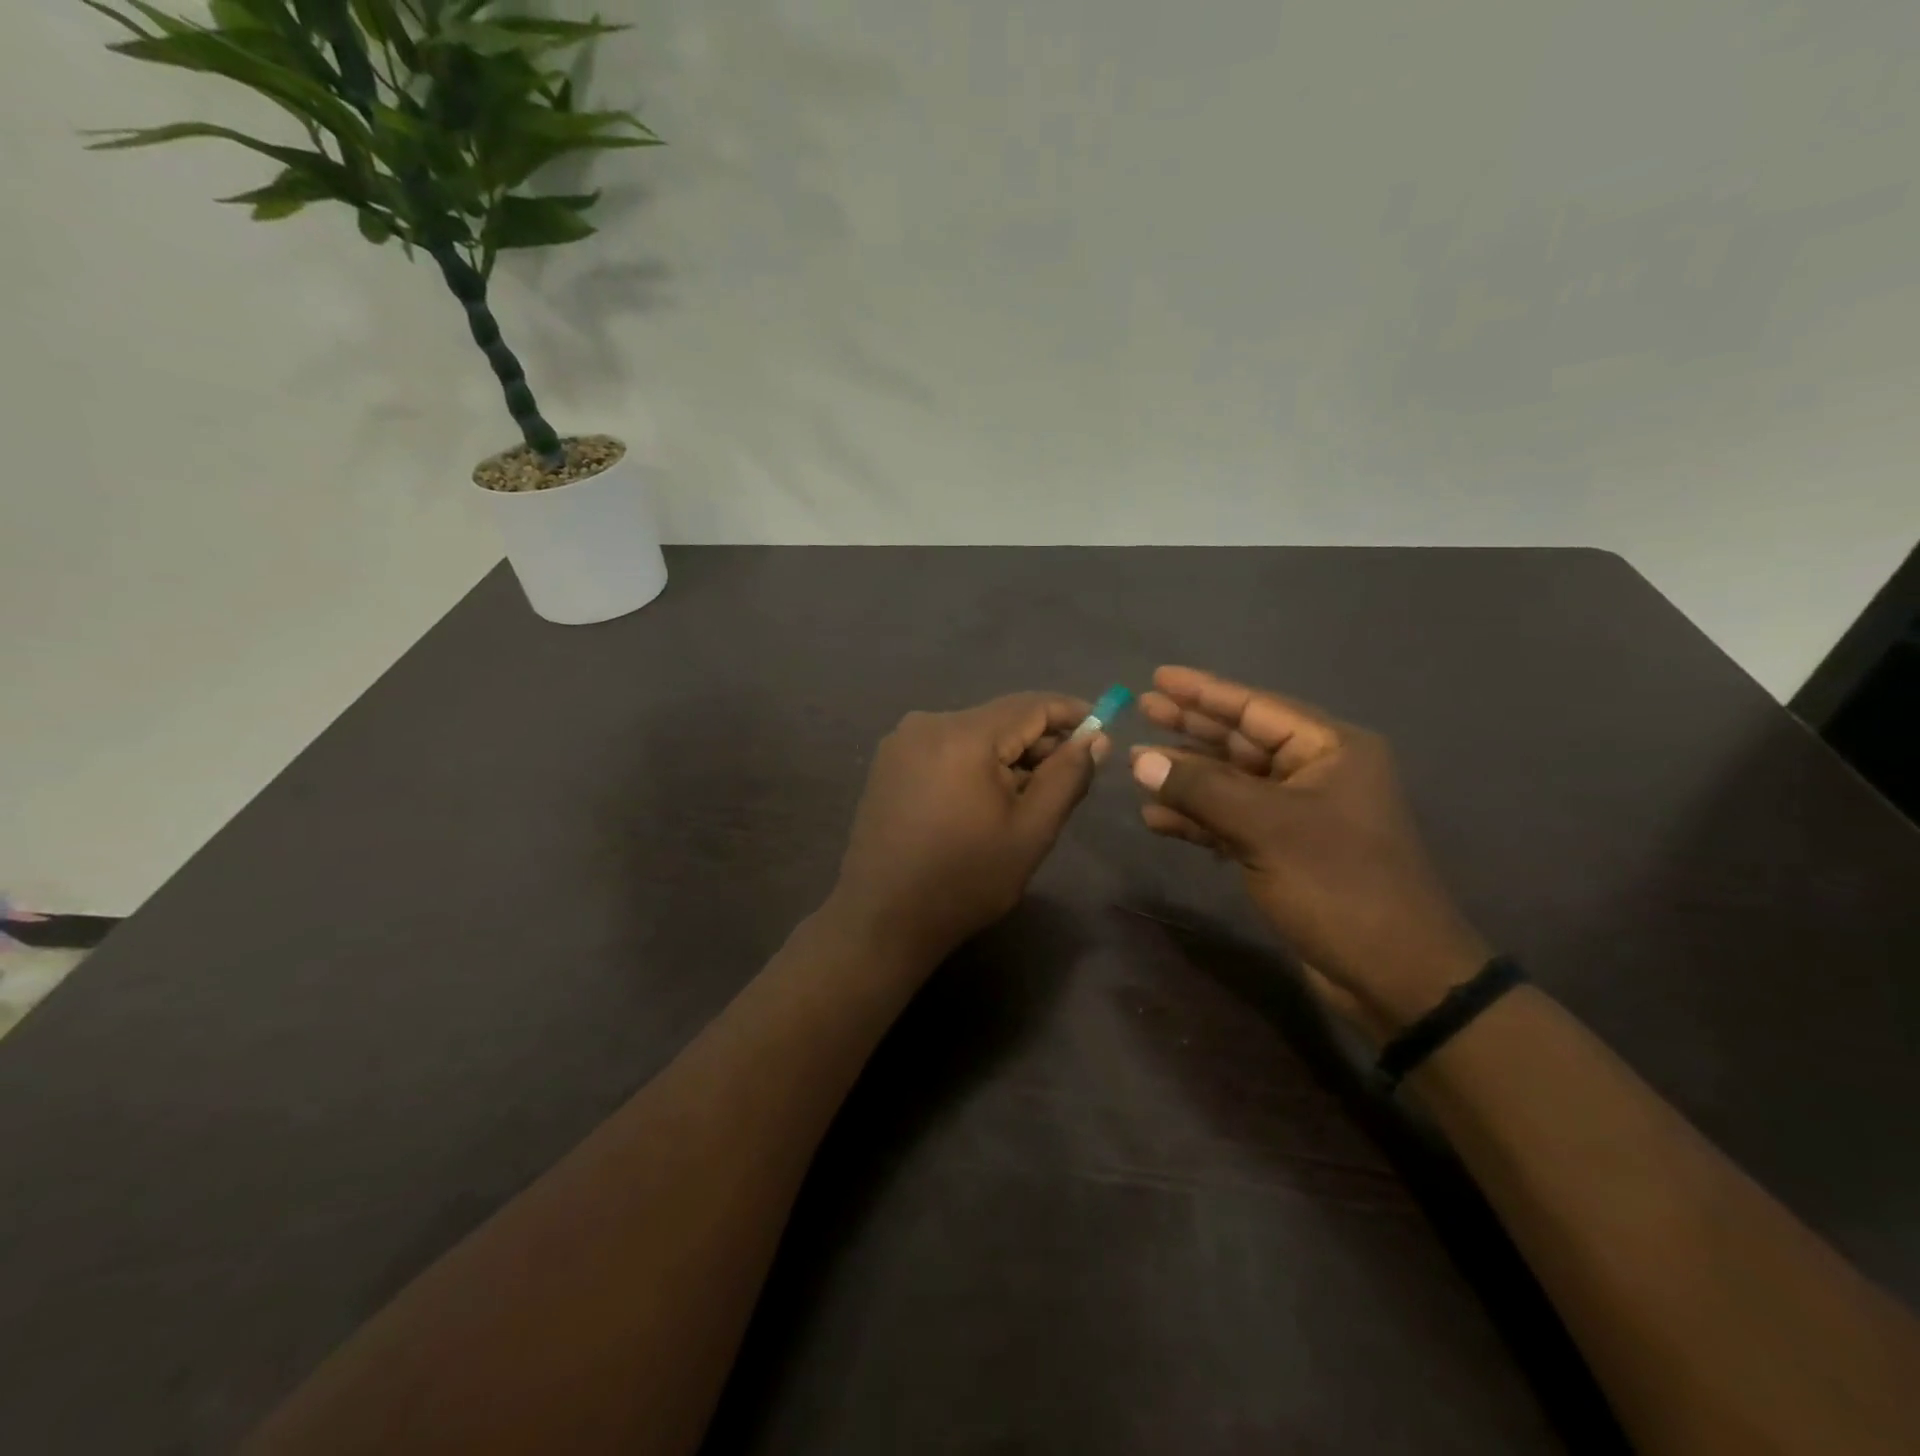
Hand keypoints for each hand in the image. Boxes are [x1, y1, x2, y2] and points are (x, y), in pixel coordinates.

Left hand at [831, 693, 1107, 965]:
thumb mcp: (1031, 831)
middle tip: (1070, 776)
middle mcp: (928, 723)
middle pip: (1000, 718)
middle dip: (1039, 742)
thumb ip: (1067, 777)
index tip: (1103, 729)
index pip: (1031, 705)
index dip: (1072, 713)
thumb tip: (1094, 738)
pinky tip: (984, 800)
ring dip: (1006, 756)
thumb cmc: (966, 879)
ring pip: (973, 733)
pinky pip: (946, 748)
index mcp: (963, 735)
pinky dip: (974, 763)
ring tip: (1027, 797)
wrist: (883, 918)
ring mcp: (902, 742)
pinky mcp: (889, 762)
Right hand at [1131, 666, 1488, 1032]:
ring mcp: (1298, 815)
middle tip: (1142, 710)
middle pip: (1240, 741)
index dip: (1204, 691)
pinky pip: (1231, 821)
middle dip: (1191, 728)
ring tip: (1135, 765)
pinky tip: (1156, 818)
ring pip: (1231, 783)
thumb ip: (1200, 789)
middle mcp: (1316, 774)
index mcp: (1330, 750)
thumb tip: (1141, 761)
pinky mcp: (1283, 852)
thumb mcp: (1266, 827)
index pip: (1256, 708)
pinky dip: (1196, 819)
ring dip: (1186, 777)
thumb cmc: (1338, 884)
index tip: (1158, 678)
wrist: (1394, 976)